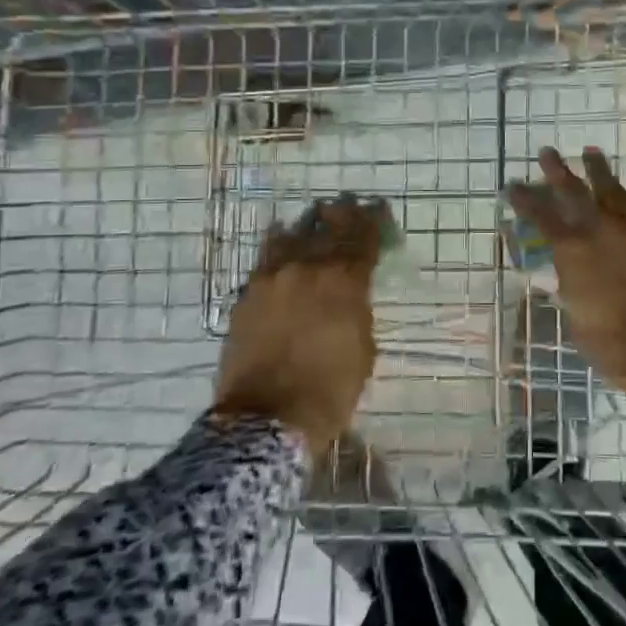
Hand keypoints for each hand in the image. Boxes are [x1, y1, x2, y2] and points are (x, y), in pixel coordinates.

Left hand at [212, 195, 382, 450]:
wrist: (266, 420)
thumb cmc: (329, 390)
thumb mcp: (363, 349)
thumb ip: (358, 310)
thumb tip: (352, 294)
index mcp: (344, 281)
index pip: (364, 239)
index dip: (374, 221)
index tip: (378, 208)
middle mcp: (307, 268)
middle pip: (328, 229)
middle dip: (342, 216)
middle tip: (348, 205)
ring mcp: (272, 279)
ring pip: (292, 236)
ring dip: (308, 225)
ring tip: (315, 216)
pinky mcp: (247, 295)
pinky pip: (265, 258)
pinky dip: (277, 245)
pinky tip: (280, 237)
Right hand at [507, 147, 625, 404]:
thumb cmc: (615, 345)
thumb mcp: (578, 320)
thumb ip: (570, 290)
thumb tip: (566, 278)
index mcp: (573, 253)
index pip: (541, 217)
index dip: (525, 200)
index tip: (512, 185)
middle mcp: (600, 232)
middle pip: (575, 192)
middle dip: (558, 171)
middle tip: (546, 152)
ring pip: (611, 191)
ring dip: (598, 171)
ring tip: (590, 152)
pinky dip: (622, 198)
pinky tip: (619, 194)